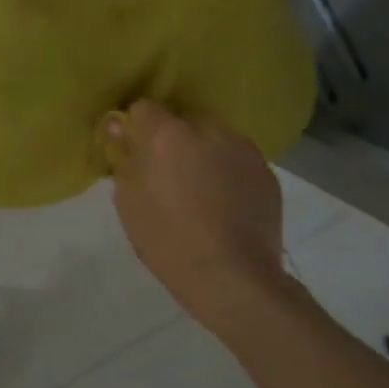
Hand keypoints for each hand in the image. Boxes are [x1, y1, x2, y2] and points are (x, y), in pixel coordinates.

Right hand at [106, 101, 295, 337]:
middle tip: (169, 174)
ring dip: (204, 152)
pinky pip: (238, 160)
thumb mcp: (128, 200)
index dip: (138, 128)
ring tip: (202, 190)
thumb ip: (125, 157)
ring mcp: (242, 150)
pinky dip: (229, 172)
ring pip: (214, 138)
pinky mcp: (267, 174)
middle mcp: (207, 130)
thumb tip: (121, 129)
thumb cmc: (167, 239)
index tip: (136, 152)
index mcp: (167, 133)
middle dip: (174, 139)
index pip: (144, 108)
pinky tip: (225, 204)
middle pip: (183, 120)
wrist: (233, 279)